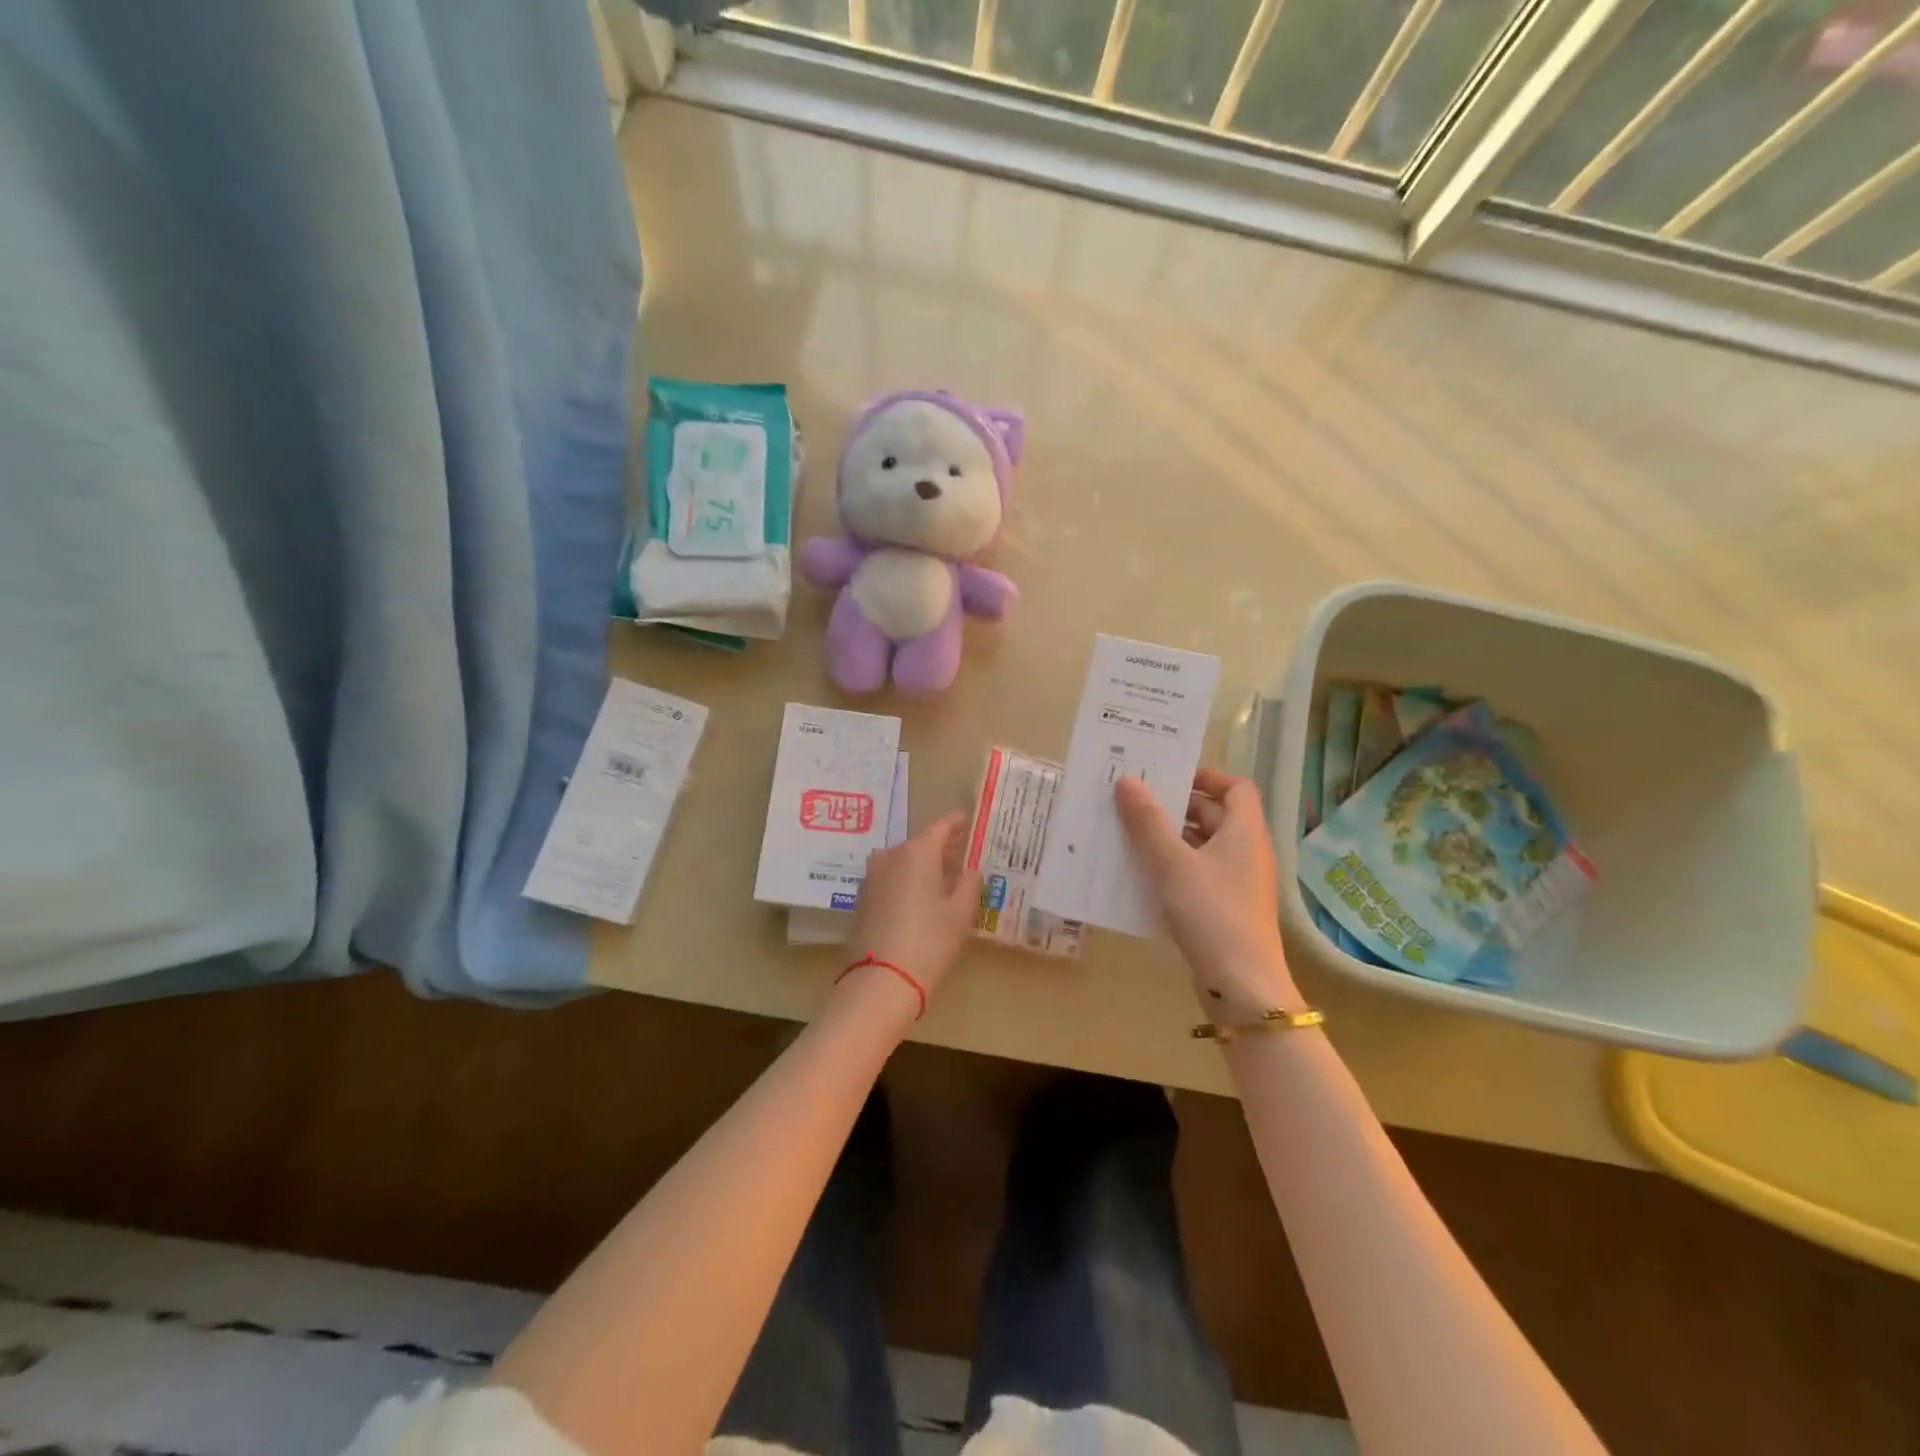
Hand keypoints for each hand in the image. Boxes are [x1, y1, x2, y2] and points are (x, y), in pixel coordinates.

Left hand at [844, 811, 979, 1003]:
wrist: (881, 981)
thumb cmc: (930, 941)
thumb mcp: (961, 913)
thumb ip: (969, 883)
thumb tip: (970, 869)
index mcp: (917, 852)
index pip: (941, 826)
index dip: (956, 823)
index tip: (968, 822)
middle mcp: (890, 855)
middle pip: (920, 843)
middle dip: (941, 848)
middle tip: (962, 856)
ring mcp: (872, 876)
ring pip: (903, 861)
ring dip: (922, 866)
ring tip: (943, 879)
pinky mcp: (863, 898)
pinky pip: (890, 879)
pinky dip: (906, 881)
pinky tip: (919, 898)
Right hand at [1114, 768, 1301, 1020]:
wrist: (1241, 986)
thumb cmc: (1210, 912)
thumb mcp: (1172, 863)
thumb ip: (1147, 821)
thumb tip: (1127, 781)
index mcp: (1245, 832)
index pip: (1236, 787)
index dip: (1205, 776)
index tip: (1167, 776)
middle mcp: (1247, 852)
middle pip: (1216, 815)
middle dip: (1176, 807)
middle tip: (1134, 803)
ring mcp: (1238, 883)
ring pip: (1203, 846)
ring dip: (1170, 838)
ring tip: (1129, 835)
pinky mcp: (1226, 910)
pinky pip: (1198, 874)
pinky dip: (1173, 868)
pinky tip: (1142, 875)